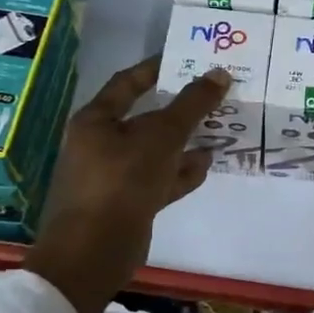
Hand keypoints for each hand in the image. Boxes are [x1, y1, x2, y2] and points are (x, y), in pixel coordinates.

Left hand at [23, 57, 229, 312]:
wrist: (94, 252)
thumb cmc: (122, 181)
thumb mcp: (162, 136)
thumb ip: (192, 105)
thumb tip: (219, 73)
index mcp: (96, 120)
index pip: (127, 83)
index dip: (156, 69)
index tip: (187, 60)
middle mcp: (100, 144)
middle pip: (144, 118)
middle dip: (179, 109)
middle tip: (212, 96)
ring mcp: (113, 177)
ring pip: (155, 151)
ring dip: (184, 142)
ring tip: (218, 131)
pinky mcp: (127, 204)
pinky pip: (158, 179)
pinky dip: (180, 172)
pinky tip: (206, 165)